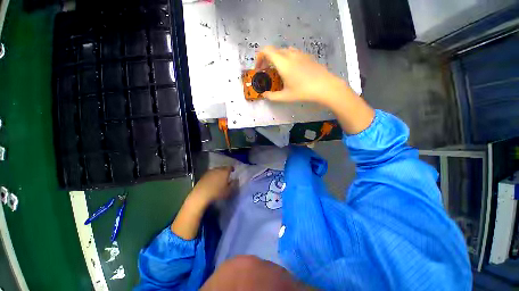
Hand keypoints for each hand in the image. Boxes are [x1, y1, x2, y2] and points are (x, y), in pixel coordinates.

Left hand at [190, 167, 235, 204]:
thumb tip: (235, 180)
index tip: (233, 171)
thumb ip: (233, 184)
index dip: (232, 169)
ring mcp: (209, 172)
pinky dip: (213, 176)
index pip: (230, 167)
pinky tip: (212, 181)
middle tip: (227, 175)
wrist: (201, 195)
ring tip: (219, 178)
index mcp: (225, 171)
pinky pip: (210, 174)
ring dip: (218, 173)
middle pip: (223, 168)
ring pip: (216, 170)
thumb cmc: (217, 192)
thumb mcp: (228, 191)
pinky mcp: (203, 175)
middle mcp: (217, 169)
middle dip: (225, 171)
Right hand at [255, 46, 350, 105]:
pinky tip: (290, 70)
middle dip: (266, 60)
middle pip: (274, 51)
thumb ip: (272, 96)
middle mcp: (290, 54)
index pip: (266, 51)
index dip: (259, 57)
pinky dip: (286, 59)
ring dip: (276, 59)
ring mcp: (299, 54)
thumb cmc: (303, 91)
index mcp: (283, 63)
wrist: (325, 86)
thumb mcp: (285, 97)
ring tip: (277, 71)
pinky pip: (292, 53)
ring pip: (283, 51)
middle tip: (266, 72)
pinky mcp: (306, 56)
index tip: (259, 68)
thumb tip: (264, 95)